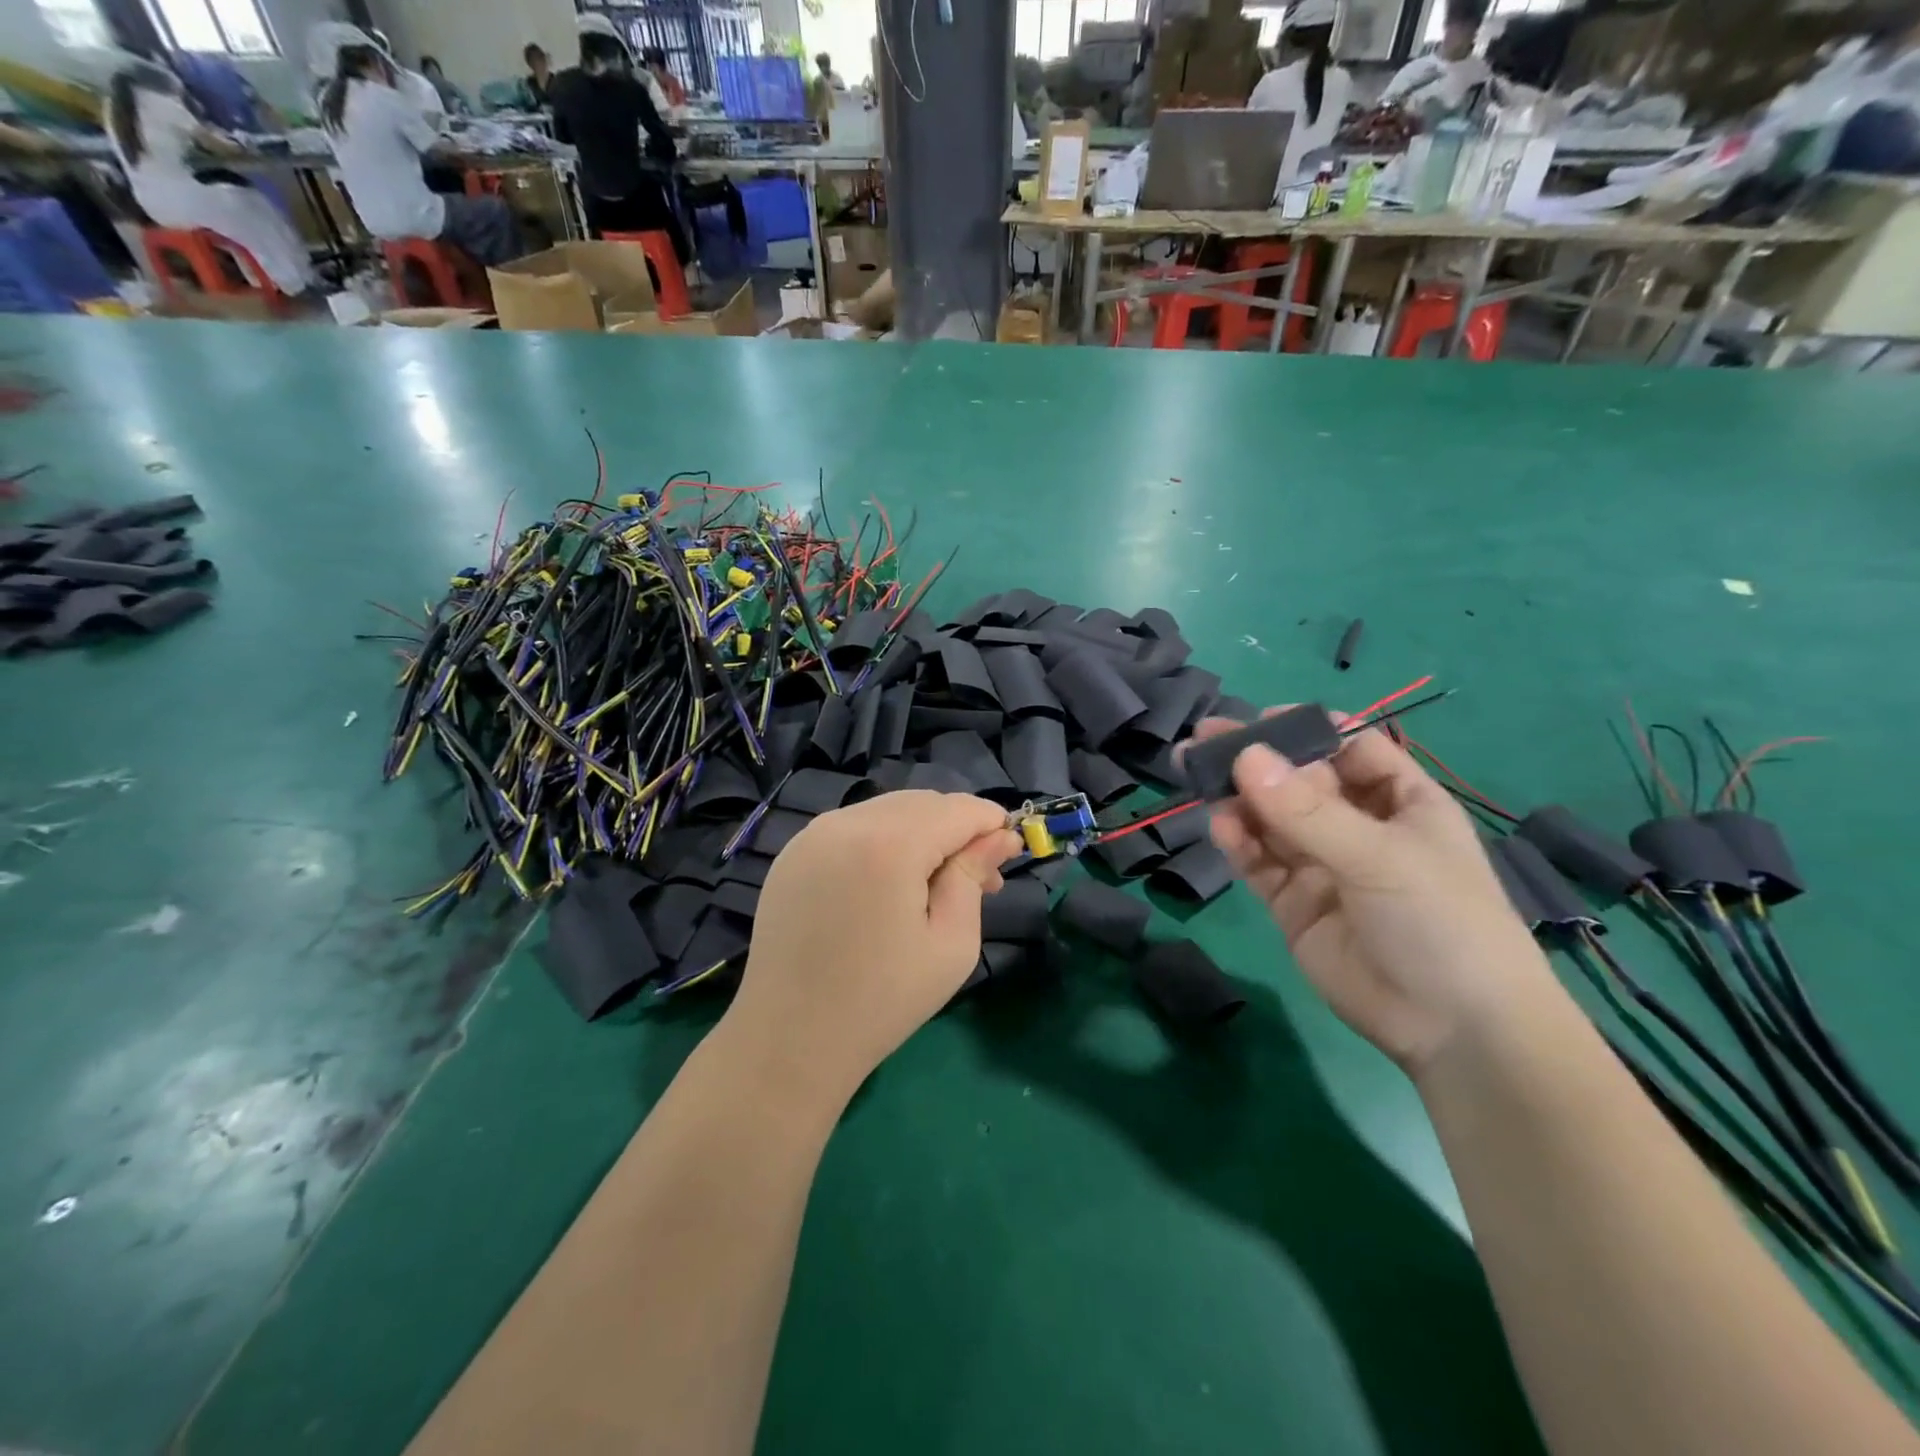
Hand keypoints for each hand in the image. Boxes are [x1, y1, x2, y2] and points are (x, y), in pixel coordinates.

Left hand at [722, 791, 1019, 1107]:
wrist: (789, 1038)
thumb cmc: (882, 1001)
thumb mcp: (950, 944)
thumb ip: (973, 877)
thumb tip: (1000, 837)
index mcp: (890, 844)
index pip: (958, 809)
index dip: (991, 823)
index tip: (1009, 852)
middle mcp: (847, 823)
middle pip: (922, 803)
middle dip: (957, 828)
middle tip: (977, 879)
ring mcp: (812, 834)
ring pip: (887, 810)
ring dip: (921, 832)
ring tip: (932, 884)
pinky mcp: (792, 853)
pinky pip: (852, 827)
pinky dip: (882, 840)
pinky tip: (886, 885)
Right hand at [1192, 713, 1553, 1078]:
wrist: (1452, 1030)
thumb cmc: (1440, 920)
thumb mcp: (1380, 856)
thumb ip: (1307, 809)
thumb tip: (1245, 756)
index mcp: (1399, 801)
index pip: (1349, 747)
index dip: (1308, 730)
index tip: (1260, 720)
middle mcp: (1356, 826)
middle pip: (1298, 780)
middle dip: (1256, 760)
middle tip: (1204, 738)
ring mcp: (1321, 865)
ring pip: (1270, 819)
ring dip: (1237, 798)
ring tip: (1197, 777)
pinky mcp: (1292, 902)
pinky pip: (1258, 862)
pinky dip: (1238, 843)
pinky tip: (1221, 827)